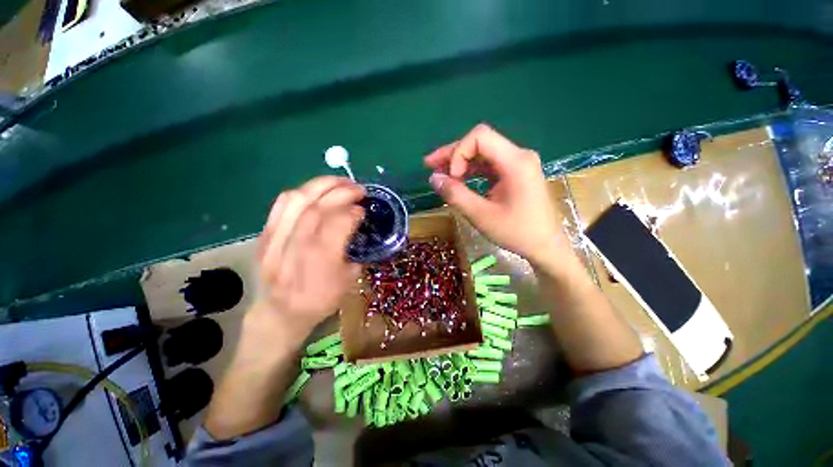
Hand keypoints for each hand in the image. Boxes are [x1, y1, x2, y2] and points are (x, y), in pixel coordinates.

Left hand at [250, 176, 363, 347]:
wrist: (282, 311)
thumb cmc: (321, 299)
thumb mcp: (349, 280)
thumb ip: (355, 249)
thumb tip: (357, 222)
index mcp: (320, 264)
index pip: (335, 226)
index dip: (351, 212)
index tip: (364, 208)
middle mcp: (294, 248)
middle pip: (316, 208)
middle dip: (341, 192)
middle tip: (358, 188)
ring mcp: (275, 240)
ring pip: (297, 200)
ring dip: (322, 185)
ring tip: (341, 181)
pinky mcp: (265, 235)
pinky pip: (282, 204)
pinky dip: (303, 191)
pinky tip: (318, 189)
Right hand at [425, 124, 571, 269]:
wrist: (545, 246)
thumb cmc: (517, 232)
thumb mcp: (481, 215)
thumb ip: (455, 195)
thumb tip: (433, 178)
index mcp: (515, 162)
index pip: (480, 136)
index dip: (459, 152)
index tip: (452, 177)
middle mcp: (519, 156)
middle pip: (480, 142)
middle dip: (453, 153)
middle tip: (429, 165)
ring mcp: (518, 164)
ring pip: (483, 153)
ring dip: (460, 161)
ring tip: (440, 173)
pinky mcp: (516, 173)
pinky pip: (489, 164)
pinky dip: (471, 170)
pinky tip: (458, 179)